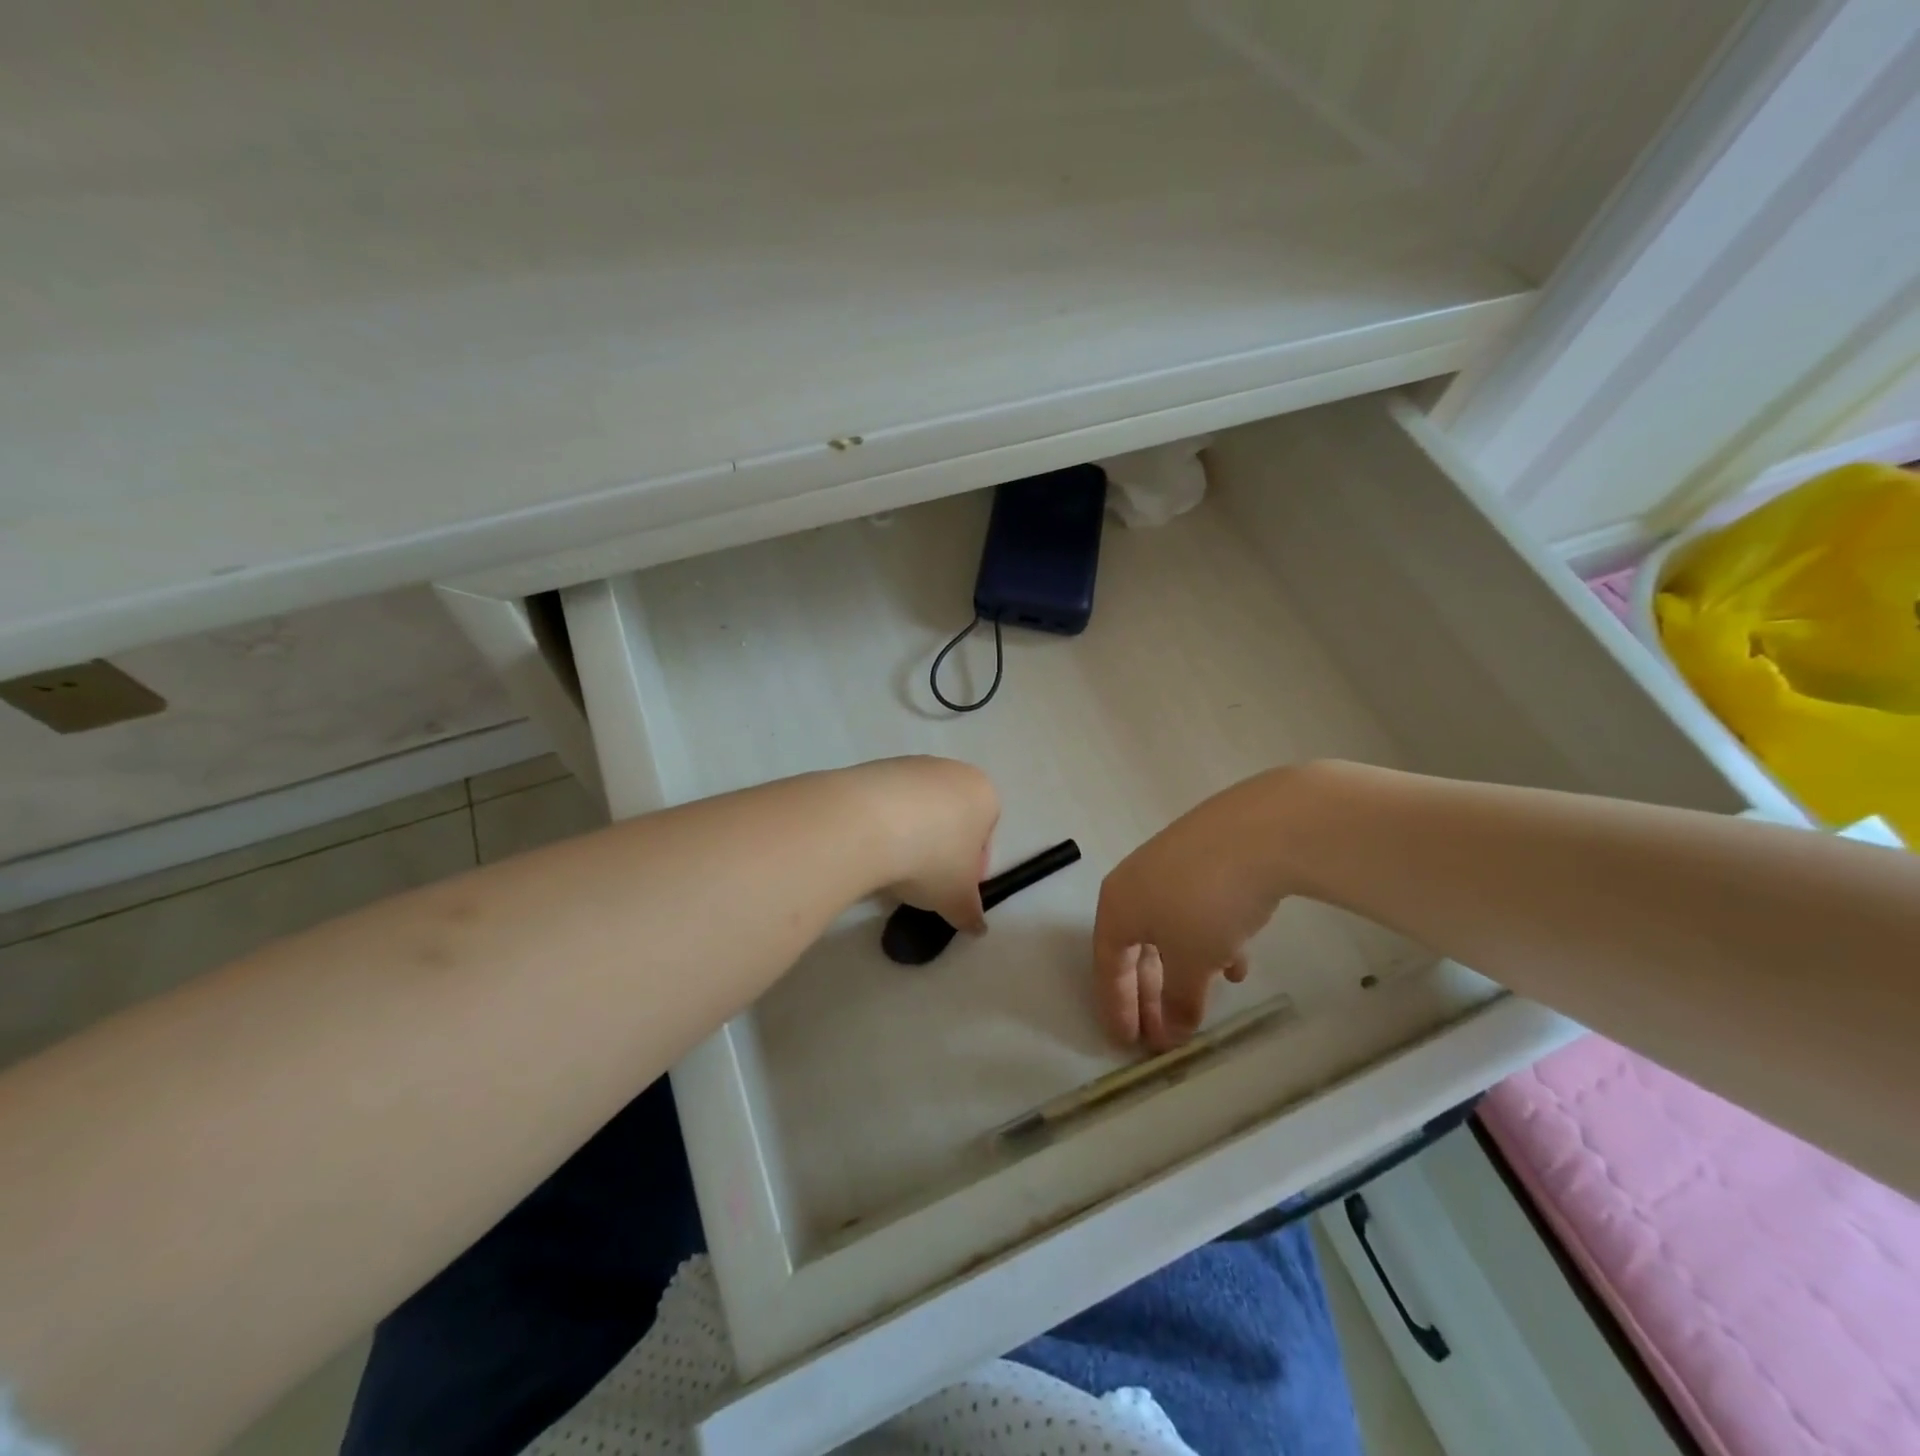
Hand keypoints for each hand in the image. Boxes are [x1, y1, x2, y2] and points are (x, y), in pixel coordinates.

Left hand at [847, 756, 999, 934]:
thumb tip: (977, 928)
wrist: (867, 823)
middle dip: (938, 849)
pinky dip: (880, 825)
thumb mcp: (957, 898)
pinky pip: (885, 803)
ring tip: (889, 869)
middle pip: (950, 818)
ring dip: (908, 837)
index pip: (985, 834)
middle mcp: (951, 771)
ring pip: (917, 810)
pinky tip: (867, 849)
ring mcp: (910, 765)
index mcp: (983, 794)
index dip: (970, 868)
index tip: (950, 889)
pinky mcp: (873, 768)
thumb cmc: (932, 858)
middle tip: (921, 881)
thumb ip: (970, 913)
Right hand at [1094, 770, 1302, 1048]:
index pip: (1108, 964)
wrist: (1260, 831)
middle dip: (1150, 994)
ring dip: (1181, 969)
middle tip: (1162, 1035)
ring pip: (1168, 928)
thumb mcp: (1192, 961)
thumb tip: (1172, 1033)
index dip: (1117, 1006)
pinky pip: (1196, 908)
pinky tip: (1236, 961)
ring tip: (1202, 1002)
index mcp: (1117, 905)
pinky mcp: (1206, 855)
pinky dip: (1209, 939)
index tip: (1127, 1044)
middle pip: (1136, 948)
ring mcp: (1171, 864)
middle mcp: (1136, 882)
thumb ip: (1179, 1000)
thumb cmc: (1207, 904)